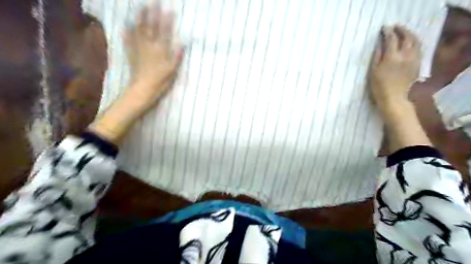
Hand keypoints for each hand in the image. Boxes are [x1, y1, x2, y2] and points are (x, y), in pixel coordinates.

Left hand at [120, 3, 183, 111]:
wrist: (143, 88)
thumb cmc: (161, 81)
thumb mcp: (173, 70)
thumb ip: (177, 56)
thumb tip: (182, 43)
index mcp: (160, 49)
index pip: (165, 31)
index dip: (167, 20)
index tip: (170, 10)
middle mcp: (149, 45)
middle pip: (151, 26)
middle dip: (153, 13)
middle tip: (153, 2)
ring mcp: (138, 48)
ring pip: (139, 29)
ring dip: (140, 17)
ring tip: (141, 8)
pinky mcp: (132, 53)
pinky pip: (129, 39)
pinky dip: (128, 31)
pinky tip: (126, 24)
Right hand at [370, 25, 420, 108]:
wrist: (393, 98)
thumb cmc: (378, 86)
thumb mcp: (373, 71)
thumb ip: (377, 56)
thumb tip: (380, 44)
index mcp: (392, 57)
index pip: (391, 39)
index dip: (388, 32)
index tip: (384, 28)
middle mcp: (405, 55)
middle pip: (407, 37)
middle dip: (401, 30)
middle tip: (395, 27)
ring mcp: (414, 59)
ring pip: (416, 41)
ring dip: (410, 34)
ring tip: (404, 33)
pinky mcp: (417, 64)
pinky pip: (419, 49)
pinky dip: (415, 42)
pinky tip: (410, 44)